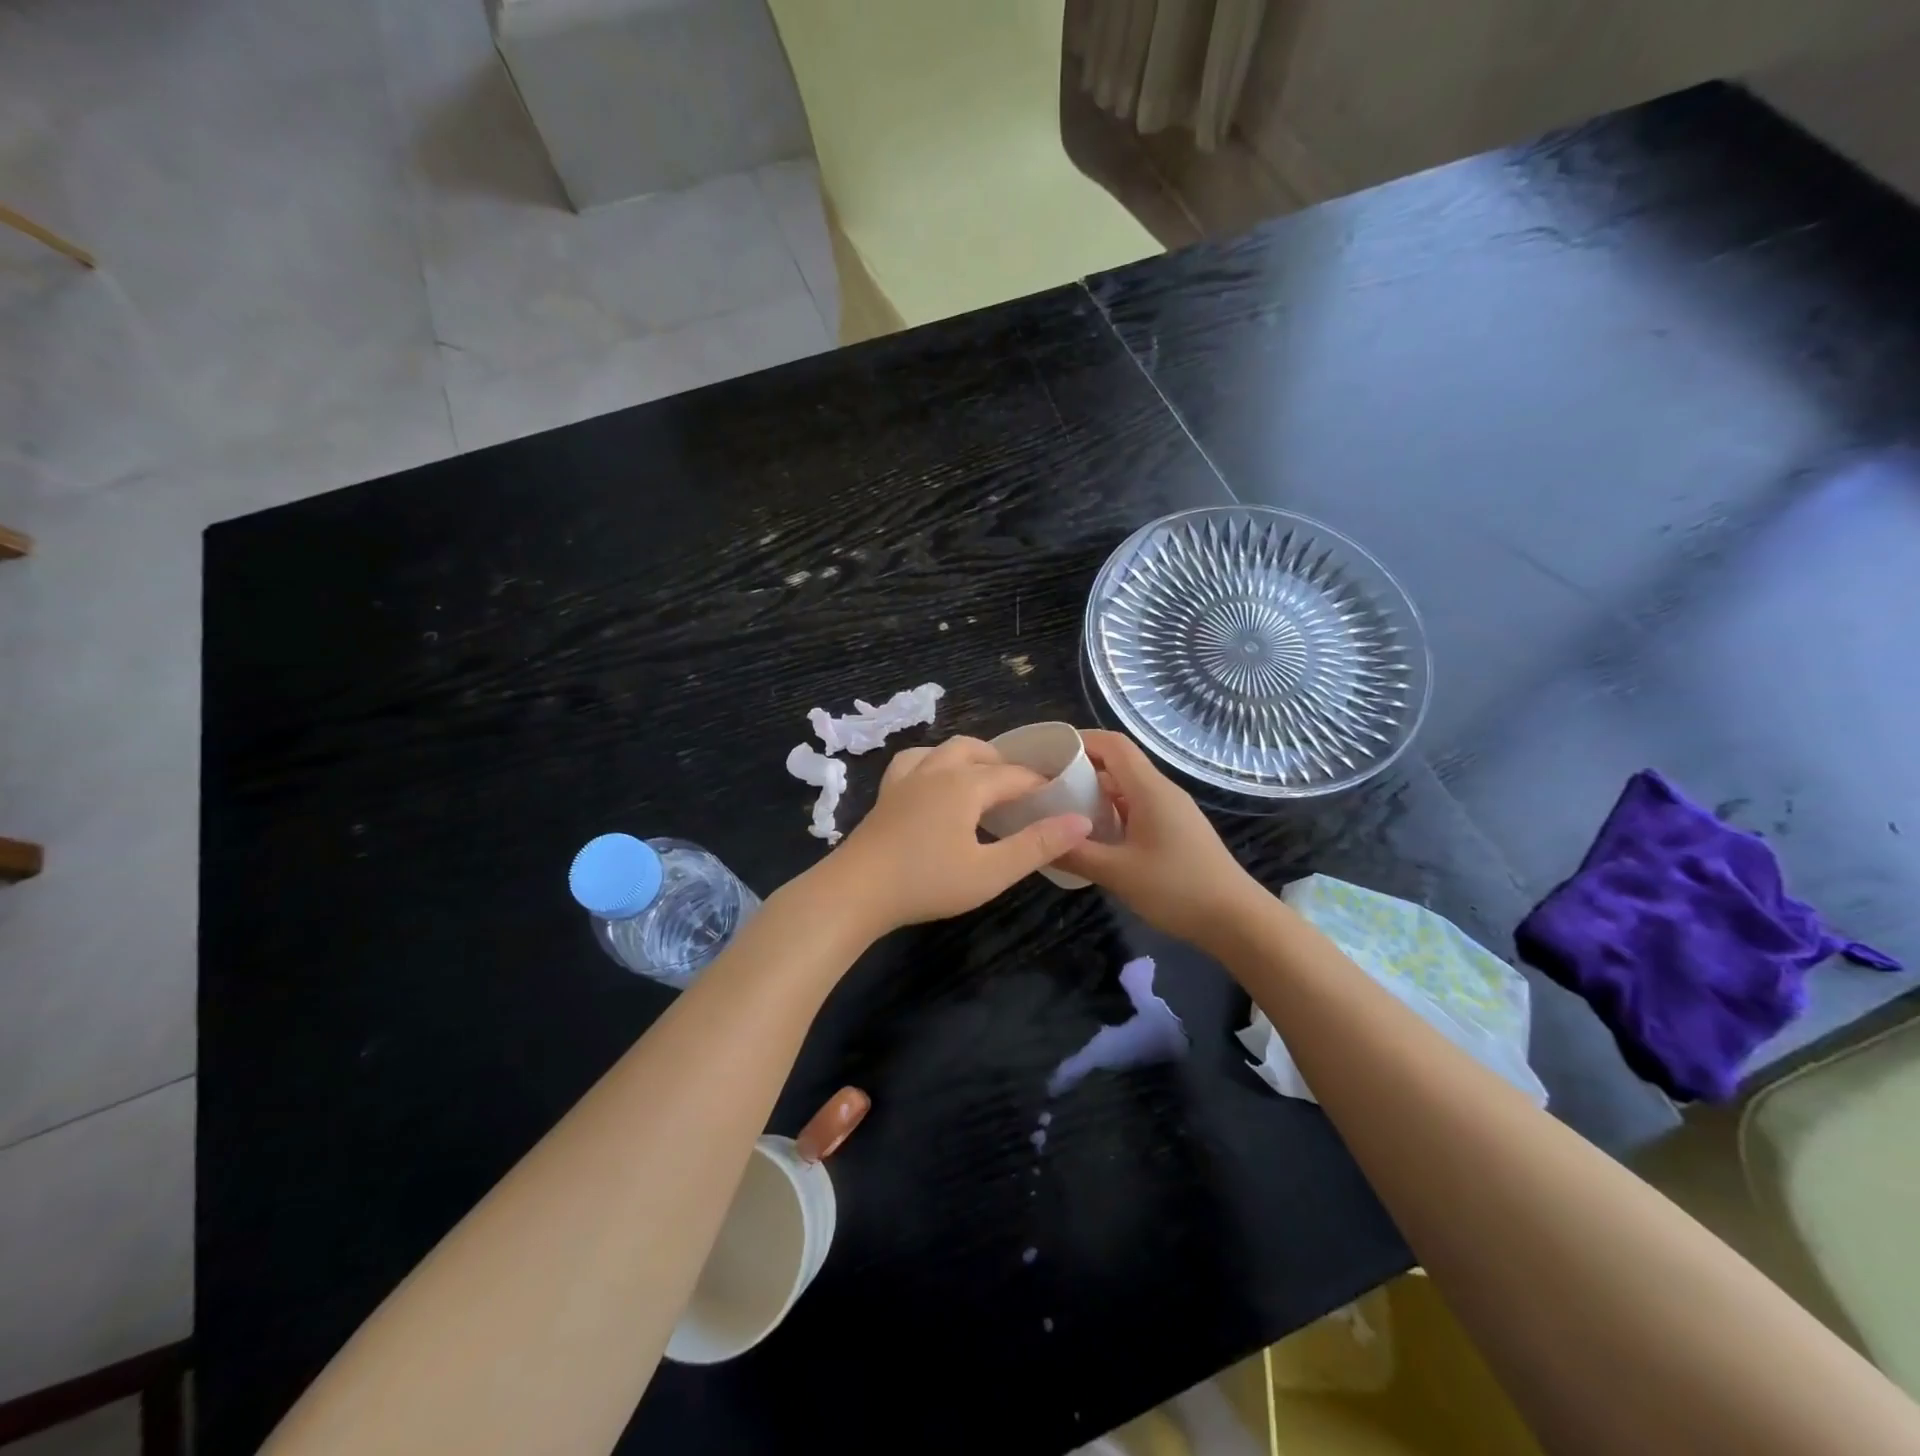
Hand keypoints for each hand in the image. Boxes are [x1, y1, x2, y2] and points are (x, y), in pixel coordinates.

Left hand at [824, 736, 1092, 934]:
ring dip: (970, 758)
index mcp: (966, 784)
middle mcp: (937, 770)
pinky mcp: (886, 793)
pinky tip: (933, 782)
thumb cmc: (927, 882)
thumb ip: (1037, 845)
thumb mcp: (991, 872)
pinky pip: (914, 762)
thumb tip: (1081, 821)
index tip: (1061, 798)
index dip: (1041, 784)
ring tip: (982, 782)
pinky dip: (933, 763)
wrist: (856, 891)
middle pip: (979, 752)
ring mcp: (906, 778)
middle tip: (1023, 793)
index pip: (1015, 775)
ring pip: (944, 750)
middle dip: (1005, 765)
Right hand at [1054, 730, 1266, 950]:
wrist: (1237, 920)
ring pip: (1125, 790)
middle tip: (1044, 787)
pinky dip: (1110, 815)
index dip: (1080, 741)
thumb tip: (1038, 840)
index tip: (1046, 754)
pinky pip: (1135, 810)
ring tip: (1059, 813)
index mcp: (1149, 789)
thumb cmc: (1177, 889)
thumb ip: (1074, 853)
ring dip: (1093, 796)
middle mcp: (1161, 791)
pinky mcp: (1175, 831)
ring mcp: (1171, 811)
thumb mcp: (1117, 873)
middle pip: (1117, 764)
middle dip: (1079, 770)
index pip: (1112, 744)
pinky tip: (1092, 839)